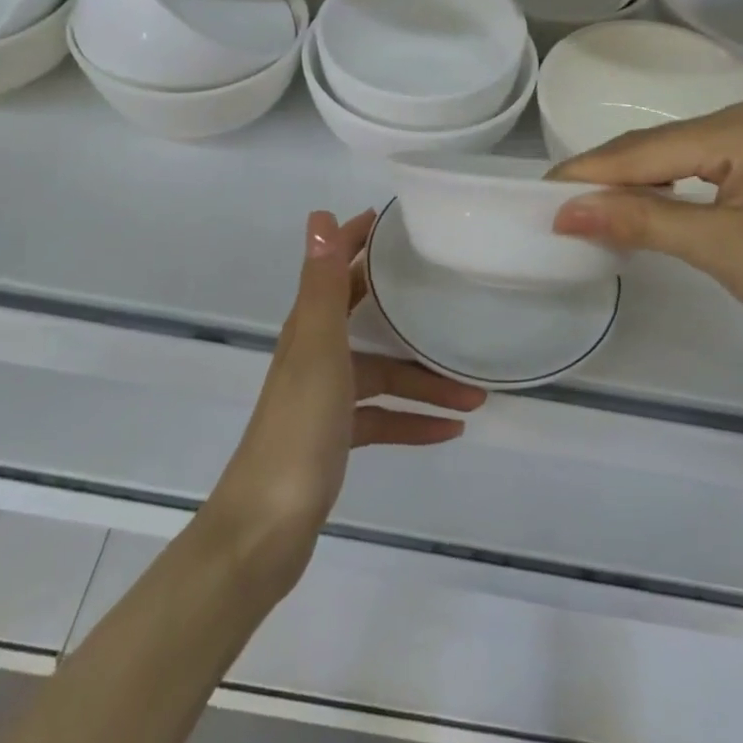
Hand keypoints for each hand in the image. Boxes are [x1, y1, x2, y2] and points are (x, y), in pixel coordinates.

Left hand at [206, 209, 486, 584]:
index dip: (359, 242)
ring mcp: (326, 400)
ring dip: (426, 382)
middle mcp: (316, 356)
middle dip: (408, 311)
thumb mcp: (316, 349)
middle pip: (367, 320)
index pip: (336, 271)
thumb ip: (321, 285)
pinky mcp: (336, 439)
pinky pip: (384, 420)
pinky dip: (414, 421)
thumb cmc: (298, 429)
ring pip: (385, 377)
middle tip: (454, 299)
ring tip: (476, 393)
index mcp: (309, 330)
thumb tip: (319, 215)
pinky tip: (451, 429)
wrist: (267, 528)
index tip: (397, 223)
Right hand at [549, 100, 742, 364]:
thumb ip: (641, 222)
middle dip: (605, 179)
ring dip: (630, 187)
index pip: (645, 150)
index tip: (537, 196)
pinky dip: (662, 193)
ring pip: (672, 158)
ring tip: (584, 213)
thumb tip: (565, 211)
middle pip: (655, 148)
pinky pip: (695, 171)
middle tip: (553, 210)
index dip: (588, 174)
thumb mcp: (721, 249)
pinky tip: (637, 211)